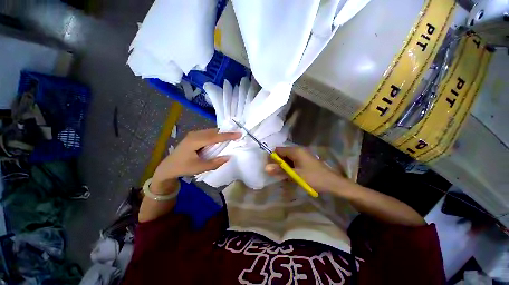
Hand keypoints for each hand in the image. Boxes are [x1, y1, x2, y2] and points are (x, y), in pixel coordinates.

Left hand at [152, 129, 240, 192]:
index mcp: (195, 141)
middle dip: (226, 133)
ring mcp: (194, 134)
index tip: (239, 134)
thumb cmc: (183, 167)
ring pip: (211, 131)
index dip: (228, 135)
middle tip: (237, 135)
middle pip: (214, 131)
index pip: (215, 137)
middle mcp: (195, 134)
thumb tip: (229, 157)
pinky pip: (208, 133)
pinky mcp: (194, 136)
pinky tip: (220, 140)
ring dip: (221, 134)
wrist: (168, 167)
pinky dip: (216, 136)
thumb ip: (215, 163)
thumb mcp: (199, 168)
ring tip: (231, 137)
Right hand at [265, 146, 350, 193]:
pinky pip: (293, 162)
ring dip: (284, 167)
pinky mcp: (305, 161)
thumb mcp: (296, 175)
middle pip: (282, 154)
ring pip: (287, 159)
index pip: (278, 150)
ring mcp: (302, 155)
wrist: (333, 184)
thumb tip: (265, 168)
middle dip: (278, 164)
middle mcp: (298, 150)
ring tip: (284, 177)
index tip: (271, 169)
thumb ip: (280, 171)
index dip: (272, 158)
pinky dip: (290, 168)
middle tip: (277, 175)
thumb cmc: (314, 178)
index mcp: (295, 151)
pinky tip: (291, 176)